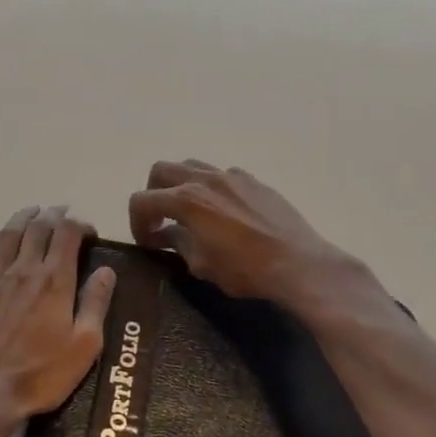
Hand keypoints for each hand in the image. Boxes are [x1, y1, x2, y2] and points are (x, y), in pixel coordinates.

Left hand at [0, 205, 116, 424]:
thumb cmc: (40, 374)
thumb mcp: (84, 346)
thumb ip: (95, 303)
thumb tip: (106, 270)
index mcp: (54, 280)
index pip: (67, 233)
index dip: (79, 224)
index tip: (88, 232)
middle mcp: (23, 269)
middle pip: (37, 227)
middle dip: (52, 214)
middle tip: (61, 213)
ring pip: (7, 234)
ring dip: (22, 218)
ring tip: (32, 213)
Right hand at [128, 161, 394, 319]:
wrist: (298, 264)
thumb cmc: (245, 270)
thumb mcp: (201, 264)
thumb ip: (178, 243)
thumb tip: (167, 235)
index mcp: (186, 200)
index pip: (142, 200)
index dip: (137, 222)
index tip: (148, 242)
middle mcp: (205, 179)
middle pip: (161, 171)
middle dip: (153, 194)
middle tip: (161, 220)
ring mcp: (232, 176)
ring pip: (192, 166)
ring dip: (180, 185)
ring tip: (190, 212)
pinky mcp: (254, 181)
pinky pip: (222, 175)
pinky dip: (211, 188)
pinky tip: (224, 213)